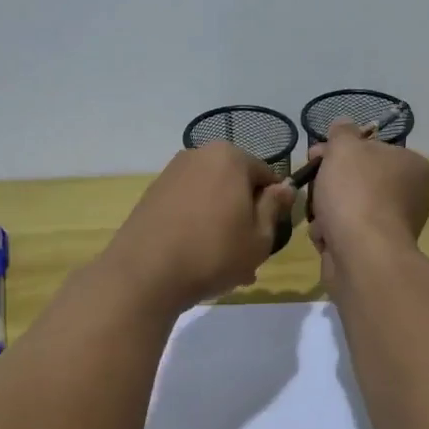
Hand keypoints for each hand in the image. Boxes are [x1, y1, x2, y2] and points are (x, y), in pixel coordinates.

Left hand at [102, 143, 295, 312]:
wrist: (144, 273)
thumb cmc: (213, 252)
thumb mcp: (259, 237)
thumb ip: (274, 207)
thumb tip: (284, 187)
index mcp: (229, 157)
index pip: (266, 176)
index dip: (273, 207)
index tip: (269, 236)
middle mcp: (198, 155)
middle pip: (235, 185)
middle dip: (244, 216)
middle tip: (247, 256)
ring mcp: (171, 173)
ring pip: (211, 198)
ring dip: (221, 224)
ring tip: (222, 265)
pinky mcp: (151, 194)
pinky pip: (187, 206)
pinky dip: (196, 226)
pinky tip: (196, 258)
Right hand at [307, 119, 428, 279]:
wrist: (362, 254)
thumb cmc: (356, 192)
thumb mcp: (344, 147)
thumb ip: (342, 131)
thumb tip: (343, 124)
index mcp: (413, 166)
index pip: (372, 149)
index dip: (340, 149)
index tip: (316, 154)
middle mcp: (410, 195)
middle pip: (358, 178)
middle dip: (329, 182)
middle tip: (310, 182)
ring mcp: (393, 225)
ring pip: (348, 206)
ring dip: (326, 209)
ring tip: (320, 216)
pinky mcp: (376, 250)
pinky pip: (346, 232)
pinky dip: (331, 233)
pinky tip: (326, 236)